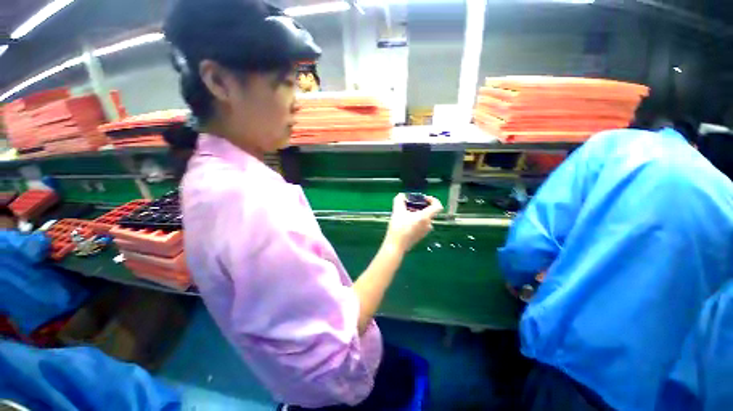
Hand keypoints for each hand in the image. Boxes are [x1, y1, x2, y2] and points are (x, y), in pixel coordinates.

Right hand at [384, 193, 443, 252]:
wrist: (396, 245)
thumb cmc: (398, 228)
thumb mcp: (397, 211)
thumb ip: (399, 200)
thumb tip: (401, 195)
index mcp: (425, 217)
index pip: (437, 206)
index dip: (433, 199)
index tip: (424, 198)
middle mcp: (428, 224)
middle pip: (429, 212)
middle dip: (419, 207)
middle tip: (409, 205)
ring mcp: (425, 231)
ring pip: (424, 219)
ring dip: (417, 214)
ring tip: (405, 214)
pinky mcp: (421, 236)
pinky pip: (421, 225)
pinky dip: (416, 221)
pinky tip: (405, 222)